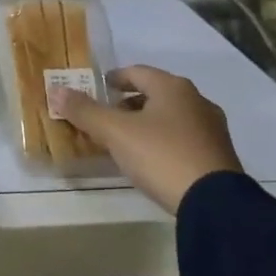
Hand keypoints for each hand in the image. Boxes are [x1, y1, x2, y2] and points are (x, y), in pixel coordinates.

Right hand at [49, 66, 242, 215]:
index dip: (113, 79)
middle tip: (106, 116)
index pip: (136, 72)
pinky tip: (151, 159)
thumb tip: (57, 90)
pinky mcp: (218, 155)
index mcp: (172, 87)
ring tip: (125, 140)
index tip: (97, 90)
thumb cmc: (161, 155)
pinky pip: (183, 137)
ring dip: (146, 122)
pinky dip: (163, 140)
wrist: (215, 203)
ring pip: (170, 116)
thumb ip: (85, 111)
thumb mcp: (115, 133)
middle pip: (155, 93)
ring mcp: (211, 128)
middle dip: (128, 103)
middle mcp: (196, 100)